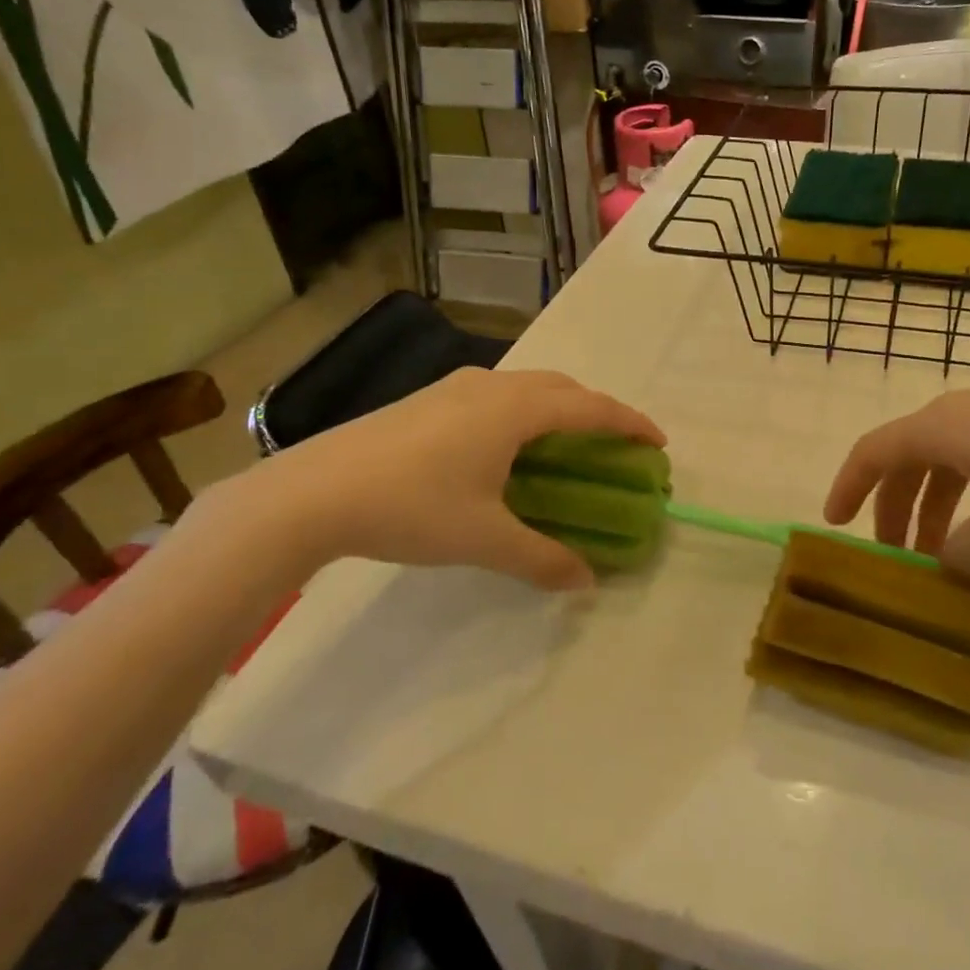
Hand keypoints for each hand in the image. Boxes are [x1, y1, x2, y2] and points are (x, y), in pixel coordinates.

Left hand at [239, 368, 664, 589]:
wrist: (311, 492)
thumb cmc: (411, 507)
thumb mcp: (483, 539)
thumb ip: (541, 559)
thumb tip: (585, 582)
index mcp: (514, 410)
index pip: (590, 407)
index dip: (629, 422)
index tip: (658, 442)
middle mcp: (491, 386)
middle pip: (561, 388)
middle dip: (596, 411)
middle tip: (614, 445)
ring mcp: (454, 388)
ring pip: (525, 388)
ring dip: (557, 409)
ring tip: (565, 445)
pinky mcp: (427, 401)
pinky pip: (496, 396)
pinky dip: (523, 414)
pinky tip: (505, 449)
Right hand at [823, 378, 969, 579]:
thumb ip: (965, 554)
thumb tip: (947, 568)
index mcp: (943, 428)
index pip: (874, 451)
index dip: (848, 486)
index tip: (836, 524)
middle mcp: (965, 413)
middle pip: (910, 459)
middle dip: (896, 509)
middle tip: (899, 559)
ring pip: (951, 461)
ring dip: (937, 507)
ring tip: (950, 557)